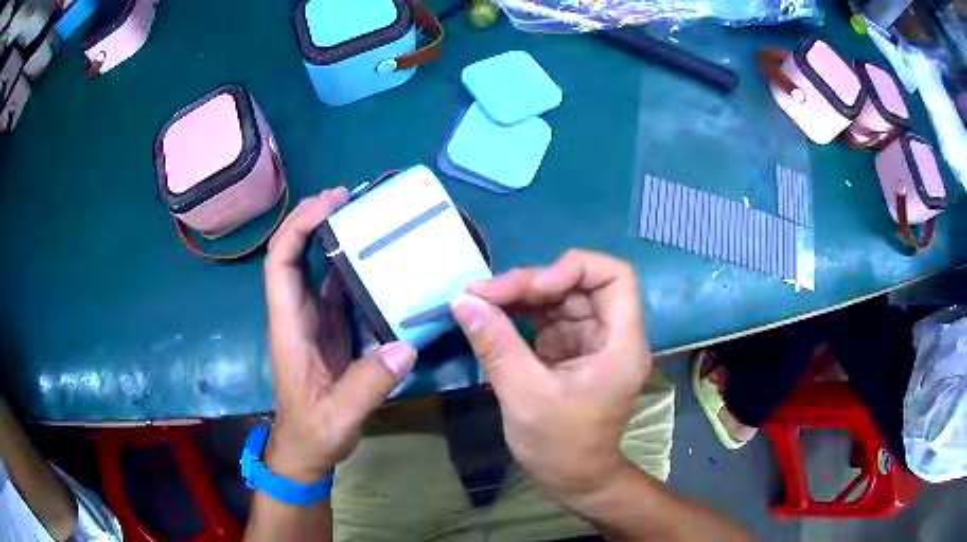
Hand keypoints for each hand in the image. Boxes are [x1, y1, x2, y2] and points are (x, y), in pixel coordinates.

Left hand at [263, 188, 416, 482]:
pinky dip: (349, 268)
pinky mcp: (327, 332)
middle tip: (349, 197)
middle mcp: (296, 315)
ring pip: (313, 268)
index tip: (330, 203)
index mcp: (289, 327)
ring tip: (365, 217)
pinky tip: (375, 261)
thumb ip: (369, 384)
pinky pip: (335, 290)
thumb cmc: (313, 433)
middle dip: (313, 219)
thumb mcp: (340, 416)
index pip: (280, 263)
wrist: (305, 450)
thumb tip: (406, 346)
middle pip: (292, 254)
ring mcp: (312, 322)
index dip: (299, 227)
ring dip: (331, 238)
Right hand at [451, 250, 650, 509]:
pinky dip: (519, 314)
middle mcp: (611, 334)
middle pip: (579, 284)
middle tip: (483, 294)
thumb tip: (462, 300)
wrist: (573, 481)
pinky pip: (547, 319)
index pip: (614, 276)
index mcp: (620, 343)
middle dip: (532, 283)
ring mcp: (590, 342)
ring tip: (478, 301)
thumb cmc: (561, 446)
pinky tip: (491, 316)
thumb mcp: (525, 396)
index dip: (573, 269)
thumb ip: (495, 344)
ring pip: (560, 299)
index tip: (532, 289)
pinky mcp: (571, 351)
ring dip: (520, 296)